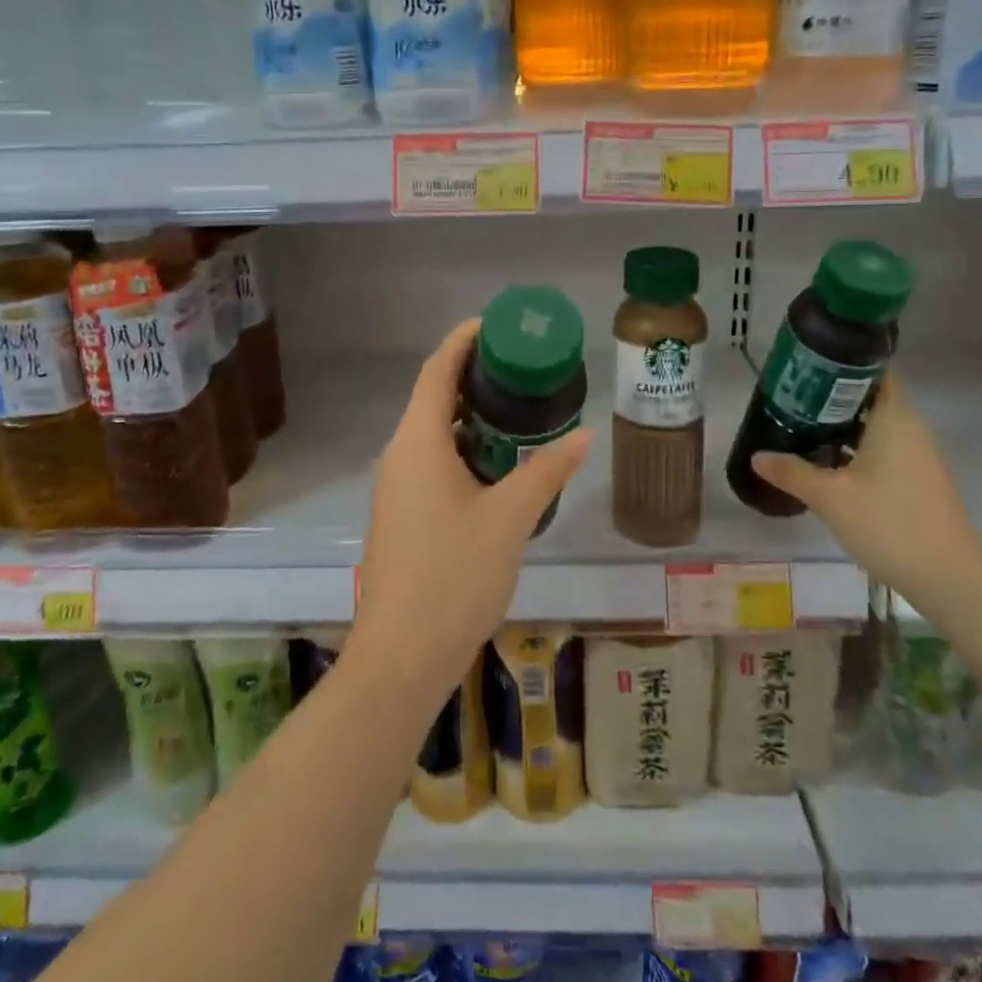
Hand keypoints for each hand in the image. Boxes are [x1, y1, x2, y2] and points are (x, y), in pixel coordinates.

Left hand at [352, 319, 593, 698]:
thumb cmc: (453, 577)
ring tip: (519, 407)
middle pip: (433, 396)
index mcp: (418, 443)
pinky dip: (465, 448)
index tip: (497, 324)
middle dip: (474, 375)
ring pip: (434, 432)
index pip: (437, 370)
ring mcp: (398, 486)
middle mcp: (400, 455)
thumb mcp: (510, 519)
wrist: (402, 657)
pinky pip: (433, 461)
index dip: (463, 340)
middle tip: (522, 365)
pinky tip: (500, 462)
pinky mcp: (403, 513)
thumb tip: (584, 434)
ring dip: (471, 415)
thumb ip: (547, 472)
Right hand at [749, 376, 981, 601]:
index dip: (843, 363)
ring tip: (800, 427)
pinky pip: (882, 449)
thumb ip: (792, 472)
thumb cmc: (889, 524)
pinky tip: (826, 463)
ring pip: (875, 425)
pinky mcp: (917, 480)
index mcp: (894, 419)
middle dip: (832, 395)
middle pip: (870, 397)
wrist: (950, 578)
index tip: (808, 366)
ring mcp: (916, 456)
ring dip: (841, 424)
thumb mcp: (830, 498)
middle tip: (791, 398)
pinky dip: (855, 447)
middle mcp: (909, 429)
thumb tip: (757, 456)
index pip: (875, 370)